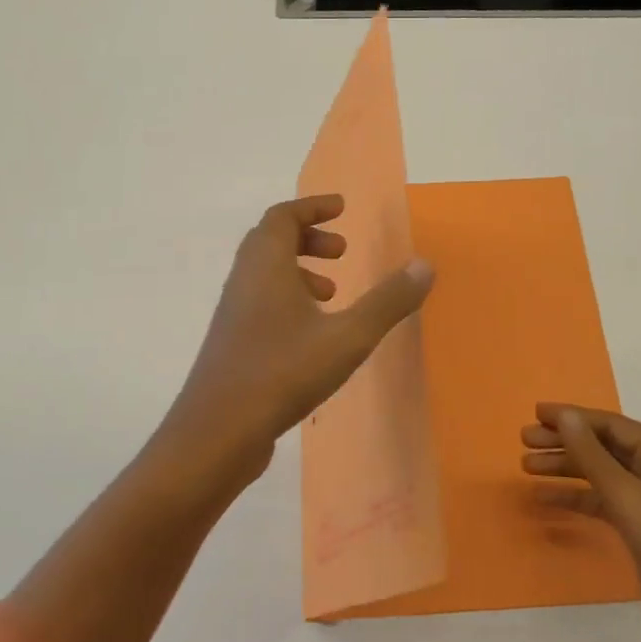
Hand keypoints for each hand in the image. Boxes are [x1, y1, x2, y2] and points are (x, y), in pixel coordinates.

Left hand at [155, 195, 432, 490]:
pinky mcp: (232, 342)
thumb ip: (387, 302)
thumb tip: (424, 265)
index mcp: (265, 266)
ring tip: (332, 293)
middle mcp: (244, 281)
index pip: (283, 217)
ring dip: (298, 270)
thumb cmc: (282, 373)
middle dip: (308, 237)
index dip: (313, 207)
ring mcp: (234, 313)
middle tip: (342, 251)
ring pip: (264, 273)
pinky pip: (260, 301)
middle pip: (271, 240)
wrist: (216, 433)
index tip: (342, 208)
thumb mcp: (347, 337)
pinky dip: (287, 298)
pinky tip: (312, 333)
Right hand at [521, 404, 640, 641]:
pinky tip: (546, 498)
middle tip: (525, 440)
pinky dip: (577, 498)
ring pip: (603, 476)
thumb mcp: (629, 496)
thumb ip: (592, 455)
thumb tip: (566, 416)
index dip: (574, 417)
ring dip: (566, 469)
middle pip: (607, 448)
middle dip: (566, 443)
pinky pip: (605, 504)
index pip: (614, 426)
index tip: (536, 413)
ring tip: (526, 466)